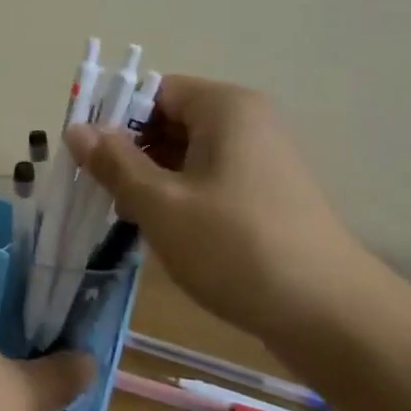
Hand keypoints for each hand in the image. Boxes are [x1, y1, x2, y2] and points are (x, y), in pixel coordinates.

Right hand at [64, 76, 367, 337]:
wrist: (333, 318)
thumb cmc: (238, 248)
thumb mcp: (163, 205)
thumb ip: (115, 163)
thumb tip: (76, 129)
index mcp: (225, 108)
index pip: (155, 91)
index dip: (115, 118)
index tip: (87, 156)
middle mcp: (247, 122)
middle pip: (170, 121)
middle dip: (132, 153)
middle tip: (103, 192)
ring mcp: (262, 159)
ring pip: (187, 154)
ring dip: (153, 179)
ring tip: (129, 216)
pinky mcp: (268, 194)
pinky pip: (210, 178)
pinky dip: (181, 196)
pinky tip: (164, 231)